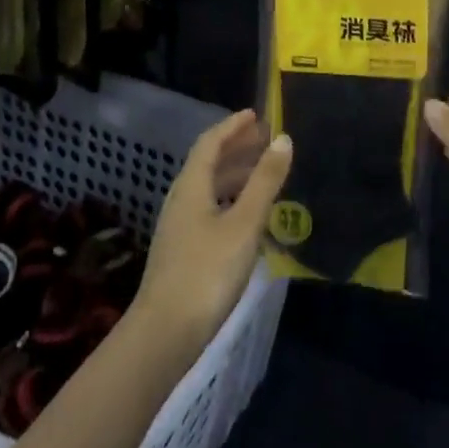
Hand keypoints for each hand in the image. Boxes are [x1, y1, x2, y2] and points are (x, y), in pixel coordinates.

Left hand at [134, 110, 291, 358]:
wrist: (165, 333)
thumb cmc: (207, 271)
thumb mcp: (244, 223)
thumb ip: (265, 181)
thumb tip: (283, 139)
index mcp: (191, 186)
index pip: (210, 143)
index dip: (232, 126)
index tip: (256, 115)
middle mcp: (181, 200)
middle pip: (208, 163)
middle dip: (237, 148)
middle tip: (266, 139)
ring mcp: (180, 227)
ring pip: (209, 188)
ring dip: (235, 174)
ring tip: (264, 172)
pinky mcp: (184, 251)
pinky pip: (211, 210)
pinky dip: (232, 201)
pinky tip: (250, 217)